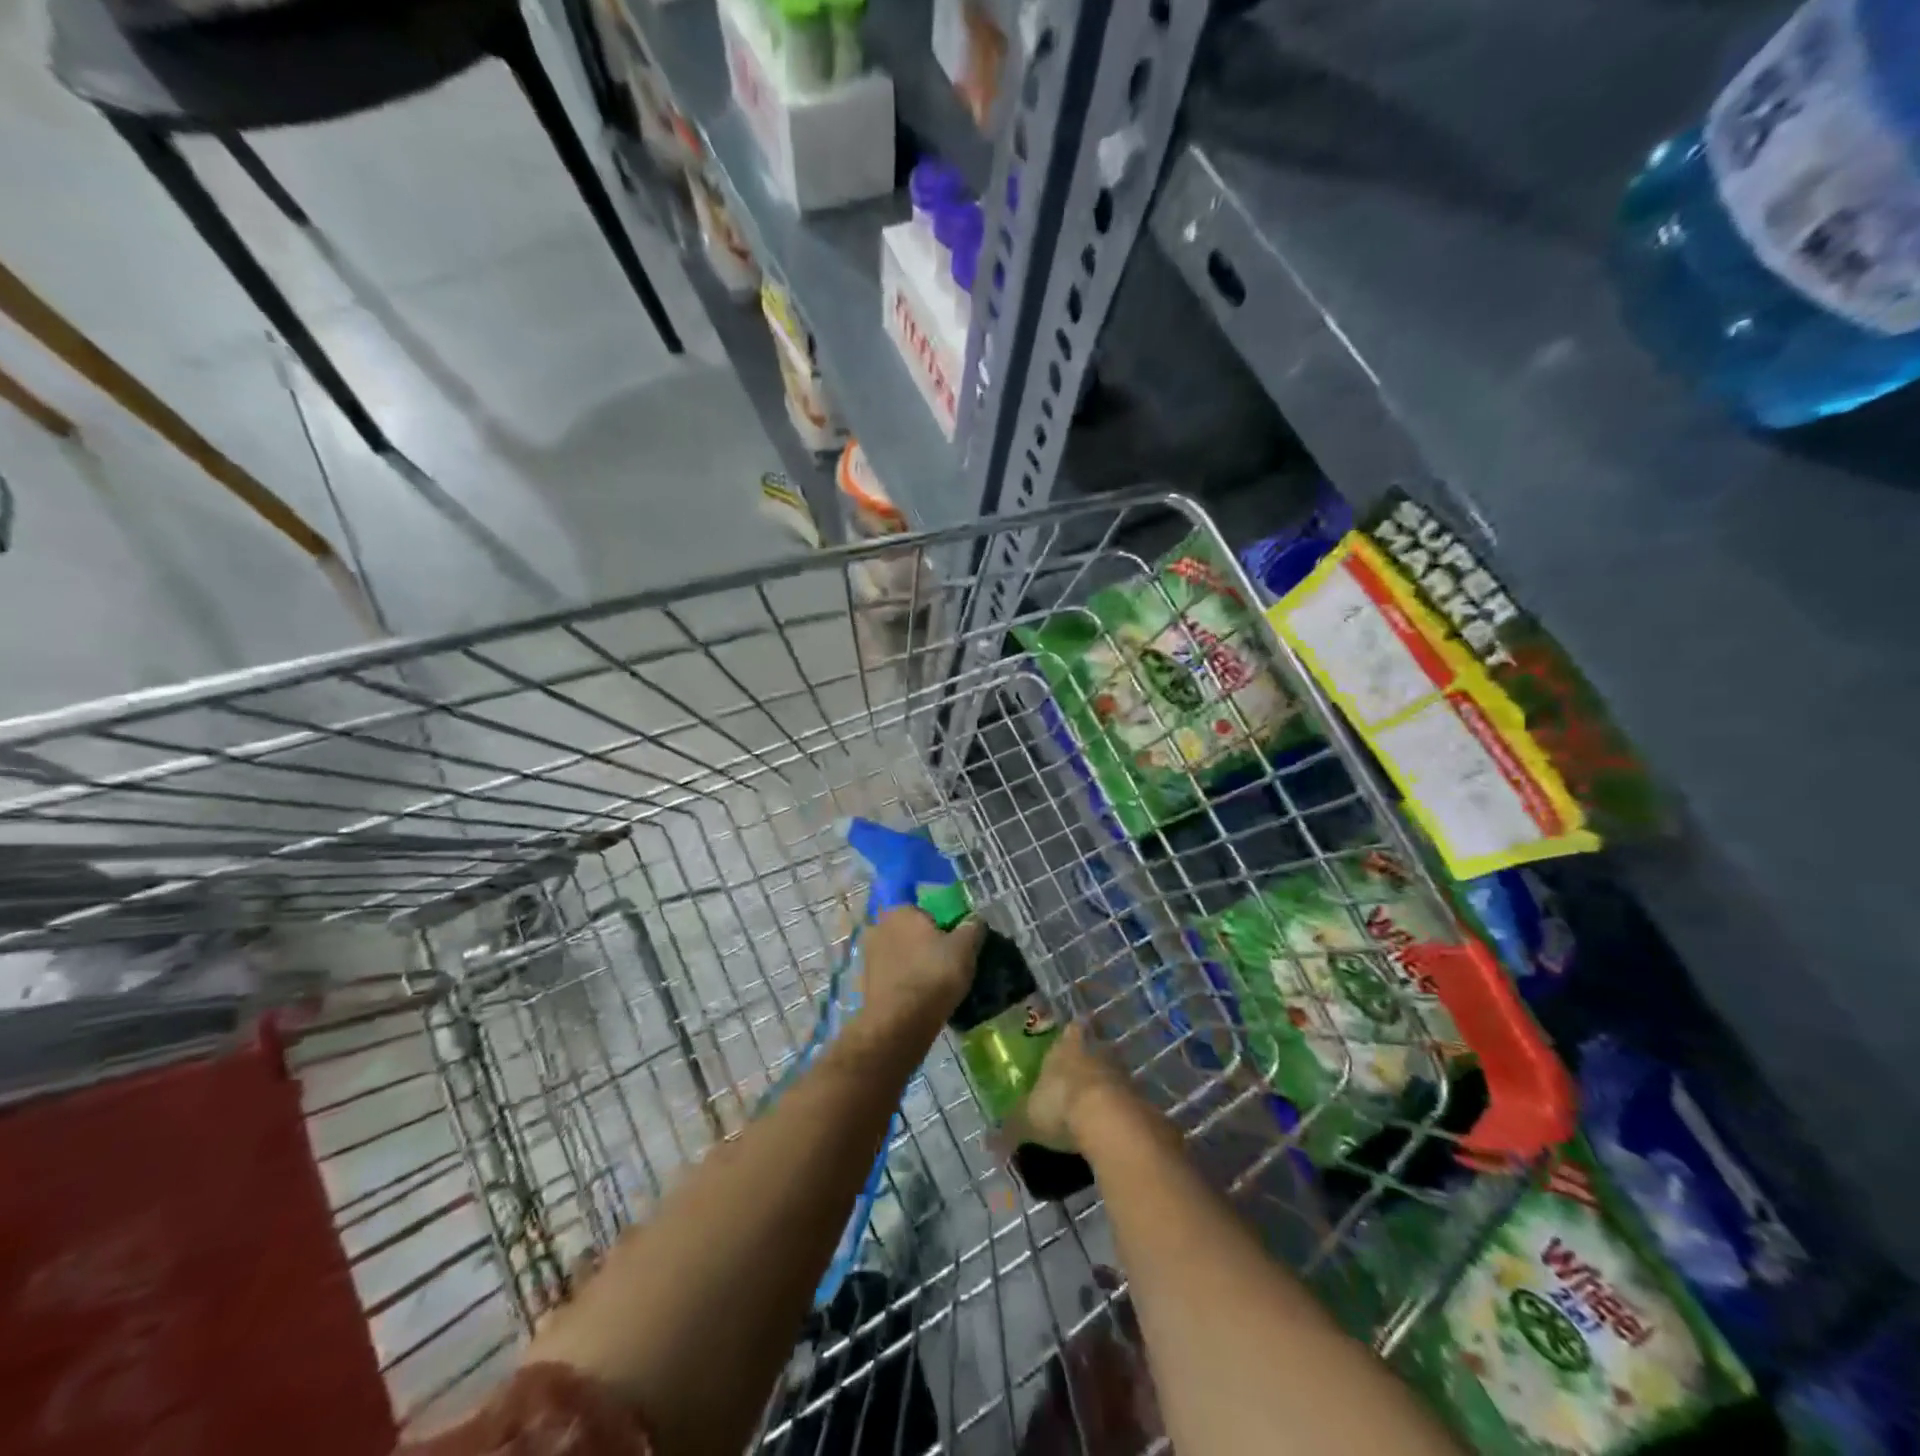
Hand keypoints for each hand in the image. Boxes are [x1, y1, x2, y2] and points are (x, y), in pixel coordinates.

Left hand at [858, 907, 983, 1037]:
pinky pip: (894, 978)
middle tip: (950, 964)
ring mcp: (869, 957)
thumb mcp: (965, 948)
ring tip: (938, 985)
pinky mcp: (866, 984)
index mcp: (900, 911)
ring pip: (902, 956)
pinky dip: (906, 985)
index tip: (957, 944)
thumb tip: (975, 920)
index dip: (944, 926)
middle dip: (928, 945)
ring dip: (916, 966)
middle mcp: (879, 927)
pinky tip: (922, 999)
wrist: (898, 1024)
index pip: (926, 911)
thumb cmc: (933, 975)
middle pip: (912, 933)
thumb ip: (973, 927)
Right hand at [1015, 1022, 1135, 1151]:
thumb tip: (988, 1144)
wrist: (1108, 1122)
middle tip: (1080, 1077)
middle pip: (1093, 1050)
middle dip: (1088, 1061)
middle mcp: (1095, 1052)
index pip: (1071, 1031)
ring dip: (1106, 1086)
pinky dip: (1121, 1111)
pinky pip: (1127, 1101)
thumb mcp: (1027, 1121)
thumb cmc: (1060, 1107)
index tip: (1072, 1035)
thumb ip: (1010, 1129)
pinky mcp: (1140, 1097)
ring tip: (1096, 1106)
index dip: (1071, 1034)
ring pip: (1112, 1073)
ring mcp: (1121, 1073)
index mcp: (1065, 1048)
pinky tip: (1113, 1127)